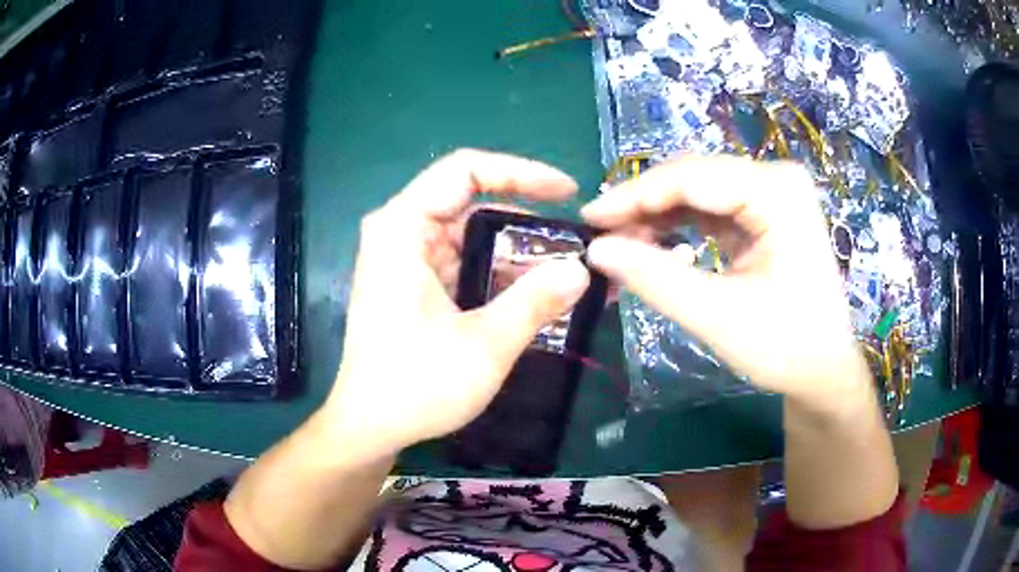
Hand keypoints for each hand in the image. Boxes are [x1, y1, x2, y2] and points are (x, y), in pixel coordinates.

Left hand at [323, 150, 589, 461]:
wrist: (369, 427)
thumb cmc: (415, 386)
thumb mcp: (484, 345)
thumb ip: (535, 301)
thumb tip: (581, 269)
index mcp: (403, 229)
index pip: (465, 169)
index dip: (521, 172)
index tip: (567, 193)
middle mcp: (400, 232)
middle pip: (472, 203)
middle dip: (527, 222)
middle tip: (574, 246)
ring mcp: (406, 258)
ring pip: (472, 235)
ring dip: (517, 253)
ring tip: (565, 274)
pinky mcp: (413, 283)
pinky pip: (464, 262)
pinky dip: (499, 274)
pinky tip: (534, 295)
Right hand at [582, 156, 871, 411]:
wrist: (823, 369)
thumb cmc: (784, 347)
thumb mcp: (717, 316)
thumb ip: (655, 279)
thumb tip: (595, 250)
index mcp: (777, 192)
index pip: (692, 177)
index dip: (634, 195)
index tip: (588, 220)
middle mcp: (776, 179)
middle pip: (695, 177)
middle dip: (645, 205)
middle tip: (602, 238)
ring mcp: (773, 194)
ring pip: (699, 190)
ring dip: (660, 215)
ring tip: (624, 245)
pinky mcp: (766, 212)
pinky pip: (712, 207)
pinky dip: (680, 225)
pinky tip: (657, 244)